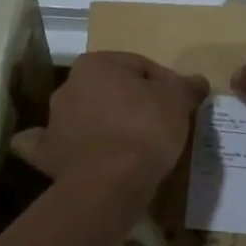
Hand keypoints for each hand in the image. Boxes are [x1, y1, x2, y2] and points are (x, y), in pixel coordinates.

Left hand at [10, 51, 208, 184]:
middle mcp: (68, 86)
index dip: (163, 83)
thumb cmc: (145, 129)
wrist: (111, 182)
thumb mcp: (177, 101)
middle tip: (157, 123)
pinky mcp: (47, 155)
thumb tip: (198, 81)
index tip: (178, 104)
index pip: (139, 66)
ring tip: (130, 145)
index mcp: (96, 64)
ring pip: (85, 115)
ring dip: (102, 122)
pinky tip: (74, 153)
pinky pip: (52, 146)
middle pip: (110, 89)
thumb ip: (186, 86)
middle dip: (131, 101)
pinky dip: (62, 147)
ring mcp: (53, 121)